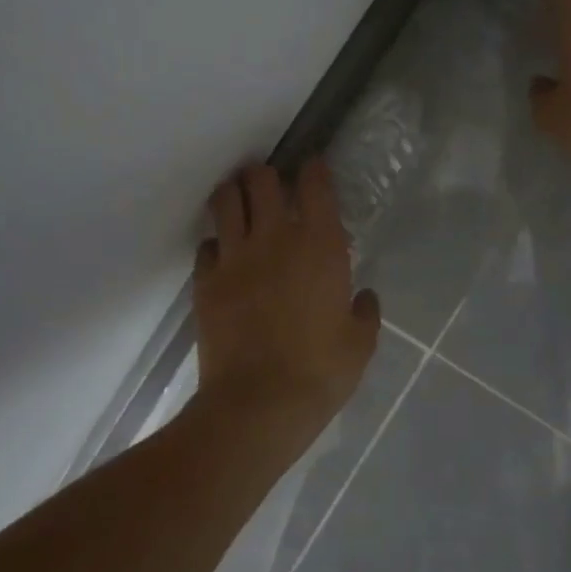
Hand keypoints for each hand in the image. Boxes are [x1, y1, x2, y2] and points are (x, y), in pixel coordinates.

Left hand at [192, 160, 380, 452]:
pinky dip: (217, 242)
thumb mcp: (360, 343)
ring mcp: (235, 258)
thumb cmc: (320, 371)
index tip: (314, 167)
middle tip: (272, 185)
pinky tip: (225, 254)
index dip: (314, 169)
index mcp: (320, 246)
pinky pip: (207, 245)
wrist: (258, 404)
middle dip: (266, 175)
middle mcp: (275, 239)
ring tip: (241, 201)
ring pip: (225, 201)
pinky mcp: (205, 282)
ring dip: (234, 194)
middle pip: (261, 180)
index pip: (315, 186)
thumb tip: (363, 297)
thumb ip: (364, 312)